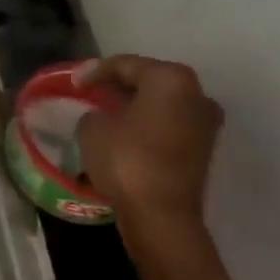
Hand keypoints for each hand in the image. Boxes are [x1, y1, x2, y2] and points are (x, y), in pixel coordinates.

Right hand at [76, 56, 222, 231]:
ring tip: (105, 112)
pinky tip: (124, 132)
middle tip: (91, 92)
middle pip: (150, 80)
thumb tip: (103, 116)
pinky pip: (169, 124)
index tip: (74, 81)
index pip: (126, 65)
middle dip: (119, 85)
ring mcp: (205, 123)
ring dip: (135, 105)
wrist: (161, 214)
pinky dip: (147, 124)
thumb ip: (95, 112)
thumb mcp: (92, 128)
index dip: (95, 71)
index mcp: (171, 79)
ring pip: (162, 103)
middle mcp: (196, 94)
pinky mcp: (203, 148)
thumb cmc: (126, 160)